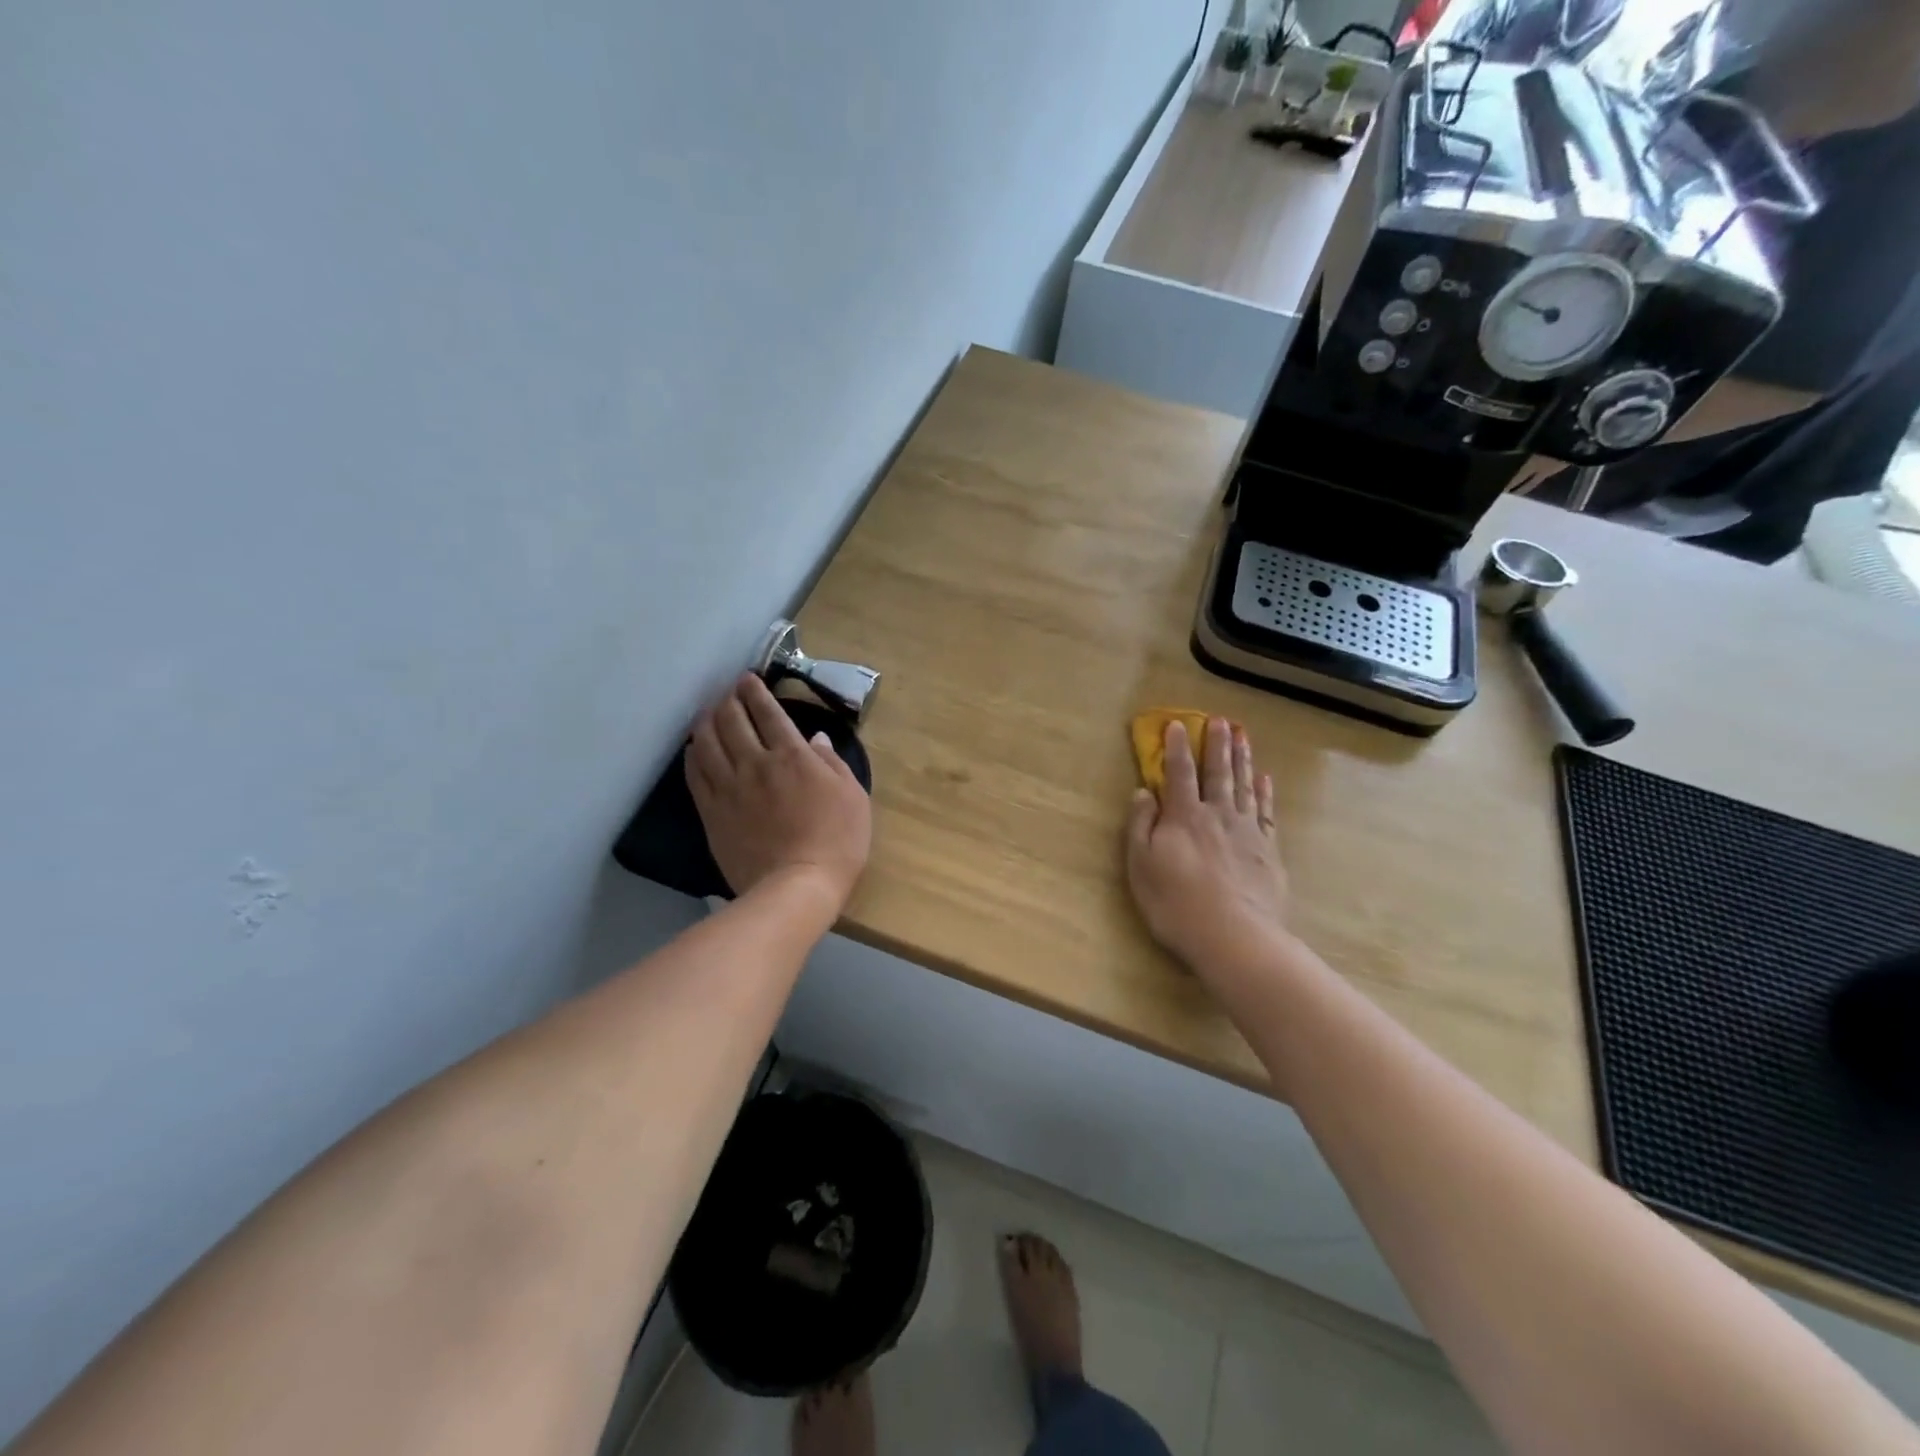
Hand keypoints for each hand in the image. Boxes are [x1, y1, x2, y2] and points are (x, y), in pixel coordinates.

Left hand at [686, 675, 871, 909]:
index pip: (769, 712)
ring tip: (707, 713)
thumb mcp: (853, 796)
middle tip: (728, 692)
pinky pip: (695, 775)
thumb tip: (816, 739)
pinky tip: (693, 749)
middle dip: (728, 700)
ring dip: (706, 721)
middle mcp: (756, 763)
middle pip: (732, 720)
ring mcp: (729, 788)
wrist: (797, 886)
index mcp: (793, 755)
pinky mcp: (712, 813)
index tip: (748, 679)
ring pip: (707, 742)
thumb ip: (832, 762)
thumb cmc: (838, 841)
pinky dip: (692, 755)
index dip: (756, 692)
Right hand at [1126, 718, 1289, 974]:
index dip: (1176, 747)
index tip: (1177, 724)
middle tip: (1220, 720)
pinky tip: (1265, 779)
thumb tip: (1143, 792)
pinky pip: (1266, 812)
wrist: (1234, 937)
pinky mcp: (1268, 851)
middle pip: (1217, 772)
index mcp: (1184, 817)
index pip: (1179, 773)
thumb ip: (1140, 825)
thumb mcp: (1141, 866)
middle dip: (1216, 744)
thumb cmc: (1176, 903)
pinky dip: (1265, 793)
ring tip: (1243, 736)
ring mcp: (1247, 832)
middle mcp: (1217, 815)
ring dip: (1242, 759)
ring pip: (1244, 786)